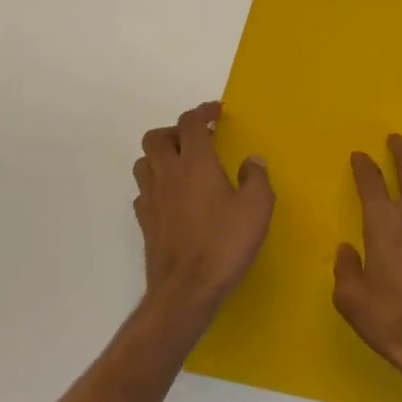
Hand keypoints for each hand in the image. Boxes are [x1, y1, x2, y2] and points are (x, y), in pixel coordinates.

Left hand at [132, 102, 273, 318]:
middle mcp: (167, 174)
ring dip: (161, 156)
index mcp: (195, 163)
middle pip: (156, 137)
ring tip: (183, 165)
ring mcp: (151, 198)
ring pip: (144, 162)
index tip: (216, 112)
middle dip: (175, 131)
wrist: (187, 290)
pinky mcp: (145, 222)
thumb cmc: (225, 243)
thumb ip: (256, 177)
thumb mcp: (257, 207)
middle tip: (197, 140)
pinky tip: (174, 197)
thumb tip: (251, 161)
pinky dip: (156, 185)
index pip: (190, 123)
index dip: (202, 111)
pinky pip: (144, 191)